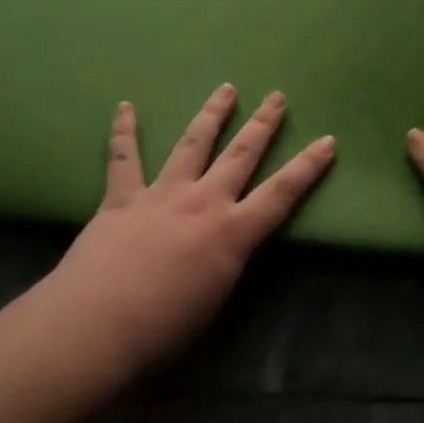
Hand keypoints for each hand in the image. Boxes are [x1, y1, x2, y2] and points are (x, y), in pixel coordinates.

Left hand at [43, 85, 334, 382]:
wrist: (96, 328)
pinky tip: (125, 106)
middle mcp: (203, 202)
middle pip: (241, 155)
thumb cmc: (161, 332)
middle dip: (263, 124)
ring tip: (226, 89)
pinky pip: (123, 158)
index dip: (307, 167)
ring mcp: (162, 194)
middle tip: (277, 96)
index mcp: (231, 234)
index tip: (327, 141)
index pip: (281, 194)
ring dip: (212, 115)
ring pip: (192, 144)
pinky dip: (124, 131)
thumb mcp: (214, 302)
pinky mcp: (122, 198)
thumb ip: (224, 265)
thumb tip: (226, 249)